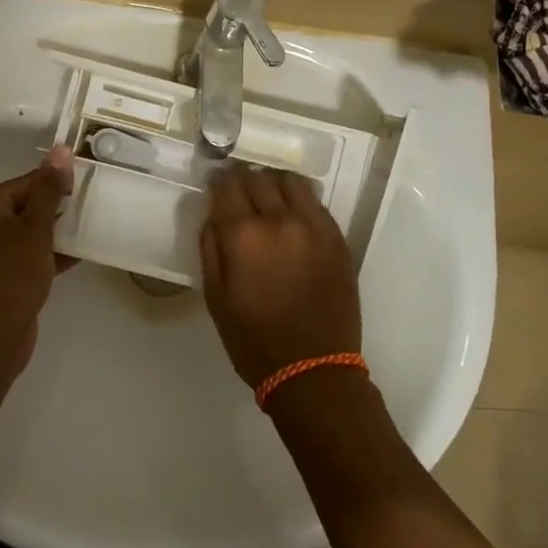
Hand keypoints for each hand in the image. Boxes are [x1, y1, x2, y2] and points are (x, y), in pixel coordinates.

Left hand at [0, 147, 74, 378]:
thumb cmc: (12, 272)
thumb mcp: (35, 226)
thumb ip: (49, 189)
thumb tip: (60, 150)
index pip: (26, 182)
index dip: (57, 184)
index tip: (87, 185)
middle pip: (29, 204)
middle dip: (60, 207)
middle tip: (93, 205)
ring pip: (33, 230)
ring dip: (60, 230)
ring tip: (92, 226)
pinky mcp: (6, 273)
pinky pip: (33, 253)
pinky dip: (54, 252)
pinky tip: (82, 252)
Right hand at [199, 166, 360, 390]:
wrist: (313, 368)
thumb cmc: (253, 340)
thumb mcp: (215, 297)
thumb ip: (210, 248)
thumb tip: (213, 216)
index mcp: (244, 235)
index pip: (227, 185)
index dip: (218, 181)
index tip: (215, 184)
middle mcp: (280, 220)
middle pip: (258, 178)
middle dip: (244, 180)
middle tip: (238, 192)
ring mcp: (314, 227)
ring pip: (292, 182)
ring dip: (275, 184)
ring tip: (269, 197)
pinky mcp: (337, 239)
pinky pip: (317, 203)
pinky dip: (301, 200)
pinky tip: (294, 215)